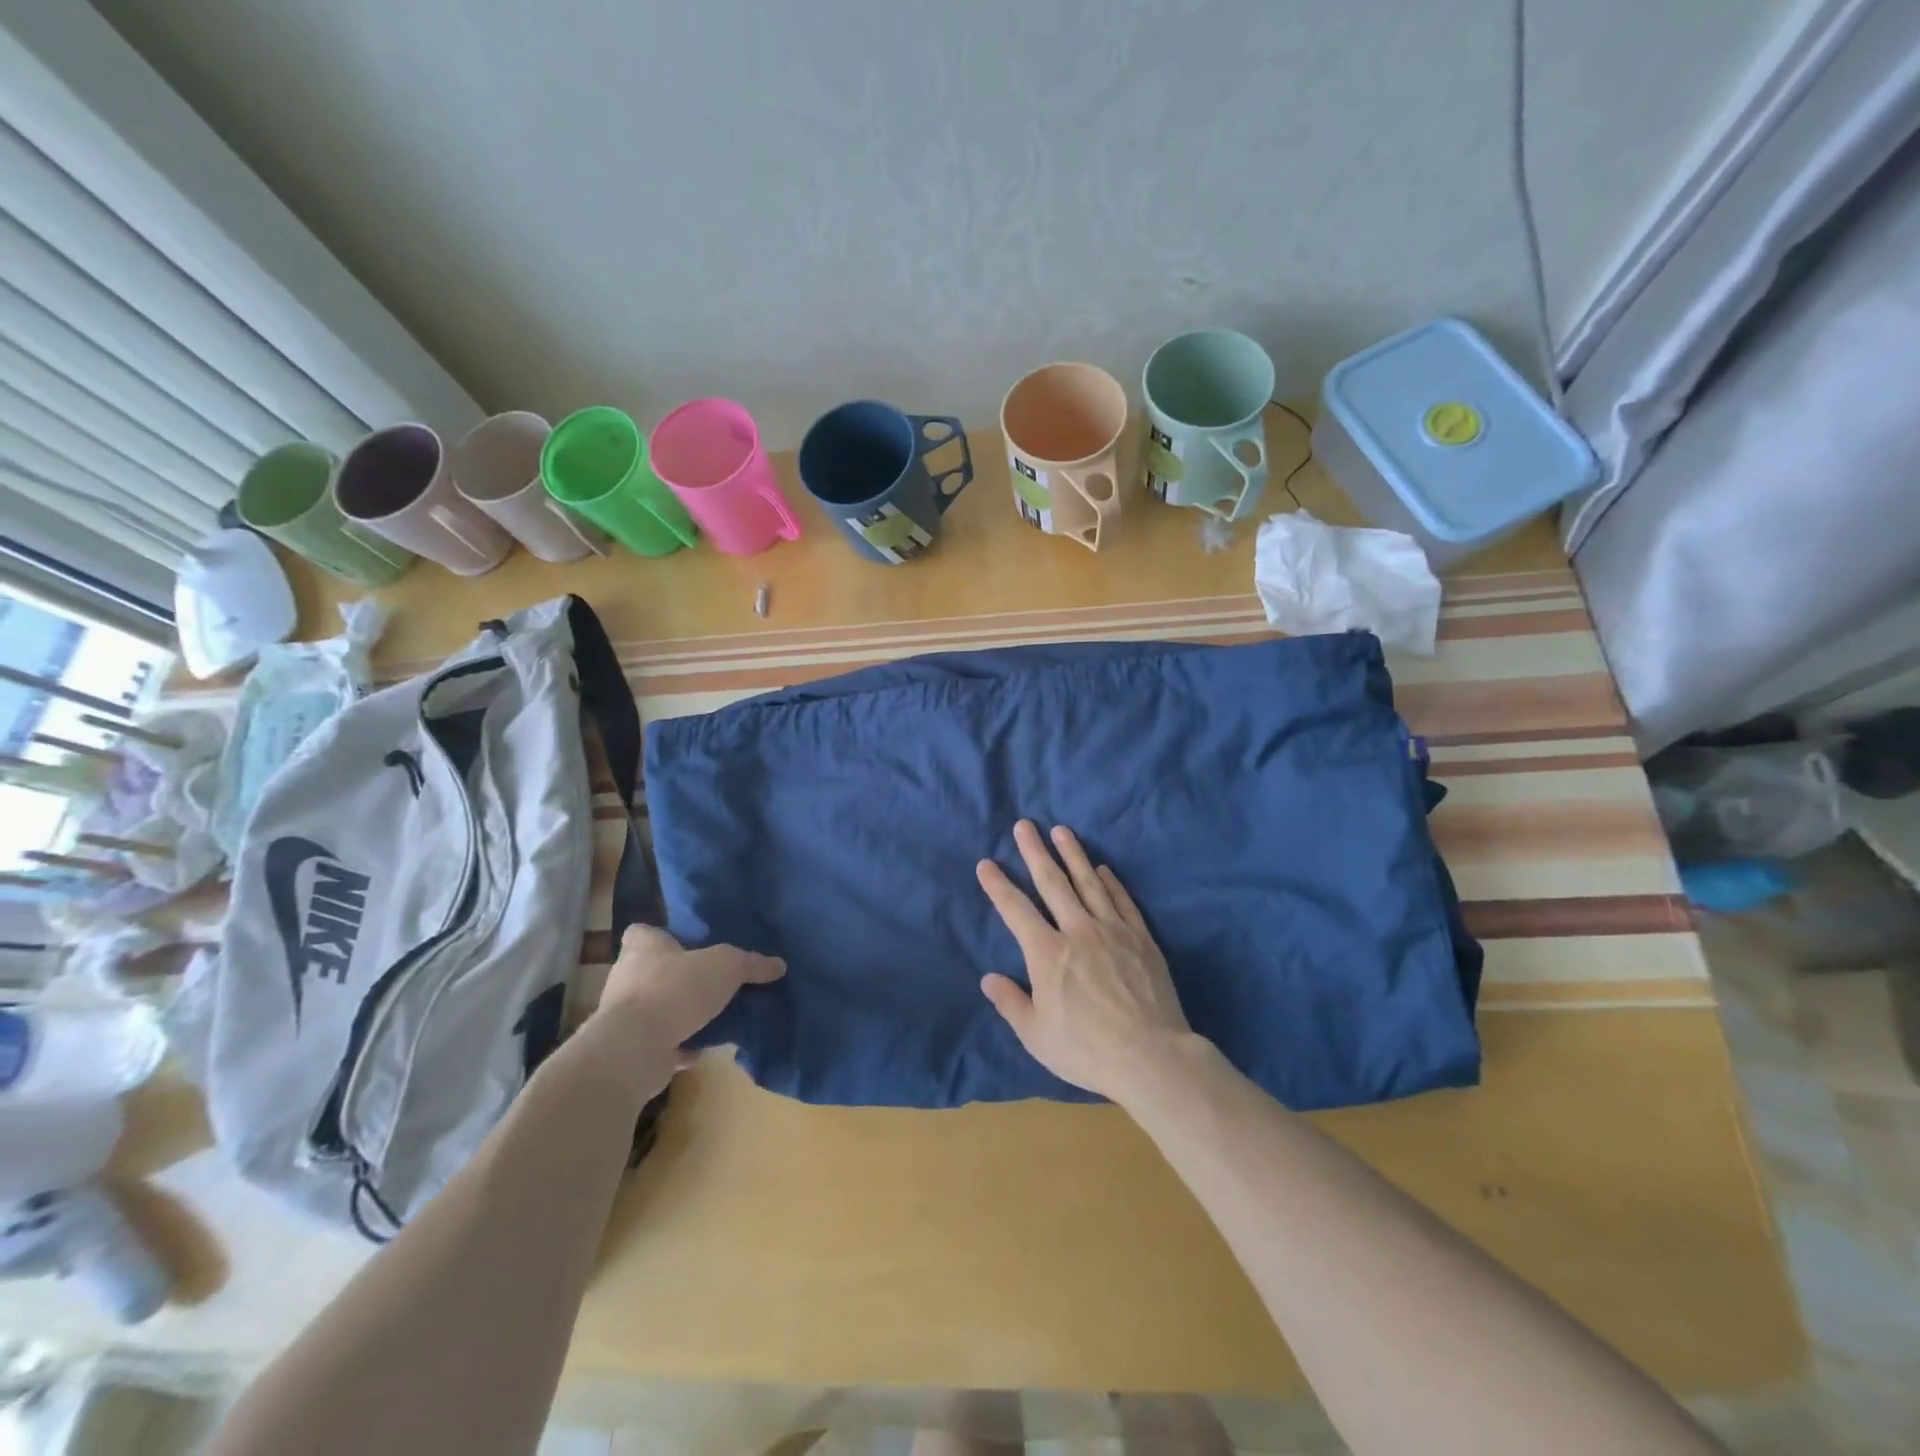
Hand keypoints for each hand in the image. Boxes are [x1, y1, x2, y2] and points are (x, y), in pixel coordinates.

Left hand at [597, 924, 784, 1054]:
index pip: (642, 932)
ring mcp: (624, 1016)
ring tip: (714, 1016)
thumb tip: (779, 965)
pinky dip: (680, 1045)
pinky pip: (661, 1042)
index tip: (684, 944)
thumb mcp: (726, 966)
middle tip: (711, 982)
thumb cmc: (675, 990)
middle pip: (652, 971)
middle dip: (678, 977)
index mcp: (642, 948)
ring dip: (681, 1014)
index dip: (661, 936)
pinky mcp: (630, 1048)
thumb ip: (751, 963)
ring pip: (658, 1008)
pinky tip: (704, 1047)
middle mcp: (627, 977)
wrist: (634, 1049)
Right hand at [976, 820, 1191, 1102]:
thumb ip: (1010, 1002)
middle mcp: (1078, 931)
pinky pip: (1123, 901)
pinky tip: (1105, 868)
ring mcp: (1113, 931)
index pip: (1016, 910)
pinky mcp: (1141, 939)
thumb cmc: (1087, 1049)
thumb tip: (988, 978)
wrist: (1151, 1056)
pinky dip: (1112, 882)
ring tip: (1062, 830)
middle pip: (1052, 883)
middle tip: (1025, 825)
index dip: (998, 886)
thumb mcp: (1036, 1035)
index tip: (986, 863)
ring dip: (1074, 854)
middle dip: (1035, 852)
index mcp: (1047, 954)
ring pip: (1089, 883)